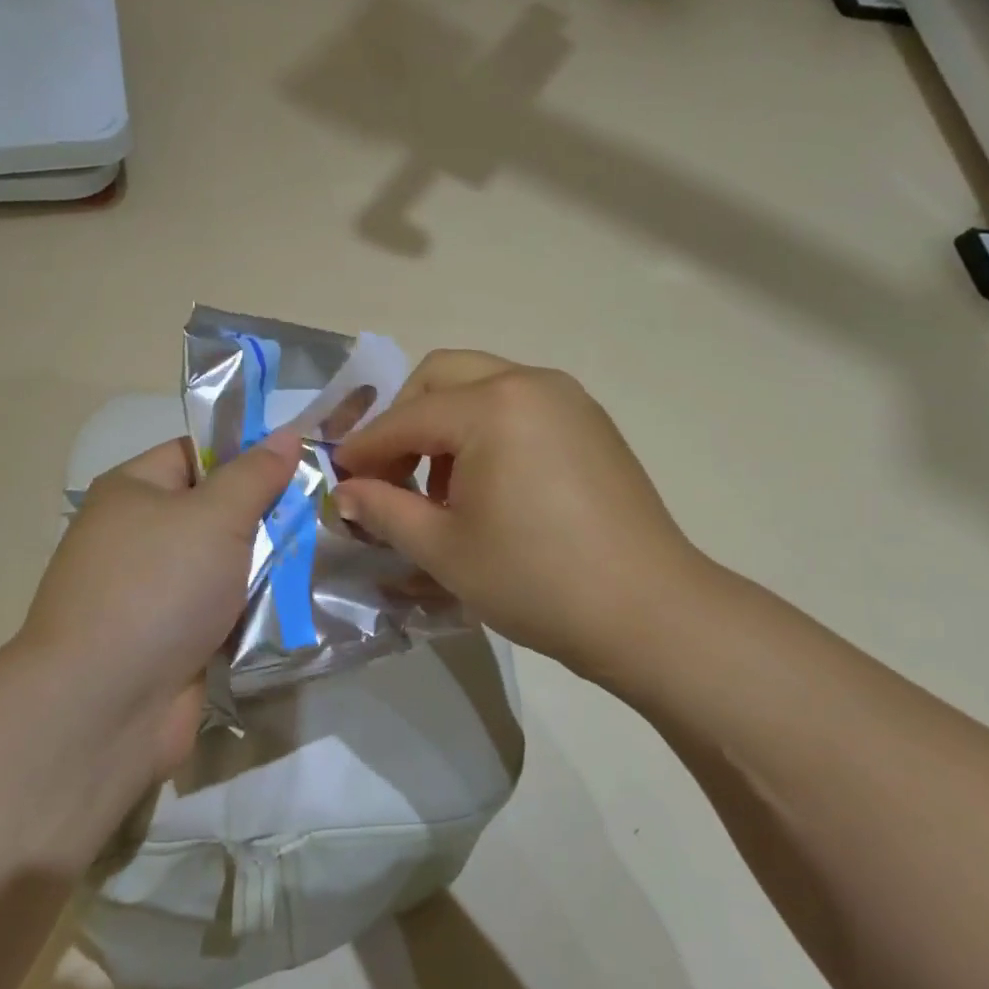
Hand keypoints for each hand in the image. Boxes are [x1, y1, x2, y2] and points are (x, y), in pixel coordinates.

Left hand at [18, 431, 302, 777]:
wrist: (105, 706)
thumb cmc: (158, 586)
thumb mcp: (214, 516)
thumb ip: (255, 475)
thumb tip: (285, 433)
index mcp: (133, 492)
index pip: (196, 454)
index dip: (247, 454)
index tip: (301, 463)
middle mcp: (137, 536)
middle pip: (214, 511)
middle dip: (266, 515)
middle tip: (322, 513)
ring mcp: (152, 592)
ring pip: (223, 564)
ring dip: (267, 566)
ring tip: (322, 557)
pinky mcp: (171, 639)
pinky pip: (221, 610)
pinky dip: (253, 609)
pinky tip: (300, 604)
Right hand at [333, 351, 711, 678]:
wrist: (650, 612)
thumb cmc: (536, 580)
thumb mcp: (445, 550)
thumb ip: (384, 510)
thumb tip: (345, 493)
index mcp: (492, 407)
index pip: (406, 417)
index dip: (365, 447)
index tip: (338, 476)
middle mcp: (530, 383)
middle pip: (441, 376)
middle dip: (404, 418)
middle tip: (389, 472)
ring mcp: (567, 399)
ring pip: (481, 386)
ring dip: (445, 424)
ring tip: (439, 489)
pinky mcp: (590, 422)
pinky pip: (518, 405)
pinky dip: (485, 429)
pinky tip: (487, 485)